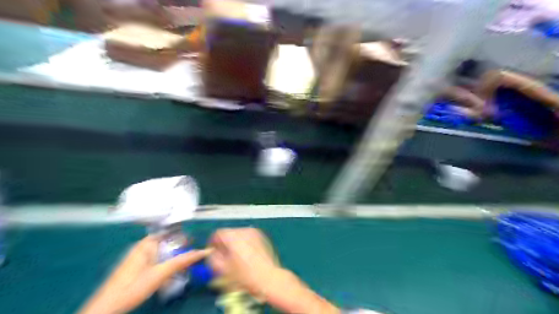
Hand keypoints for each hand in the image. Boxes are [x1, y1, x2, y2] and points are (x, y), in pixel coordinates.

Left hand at [79, 235, 209, 313]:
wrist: (108, 308)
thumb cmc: (134, 286)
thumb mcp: (162, 273)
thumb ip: (183, 260)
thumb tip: (204, 251)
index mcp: (146, 244)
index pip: (169, 232)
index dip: (182, 235)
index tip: (194, 241)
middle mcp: (142, 247)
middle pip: (166, 243)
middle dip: (179, 248)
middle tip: (192, 256)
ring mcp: (138, 258)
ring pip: (162, 253)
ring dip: (173, 258)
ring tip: (184, 266)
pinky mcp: (136, 269)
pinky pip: (156, 261)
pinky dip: (164, 265)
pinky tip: (169, 275)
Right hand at [208, 227, 279, 295]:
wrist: (267, 278)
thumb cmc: (244, 275)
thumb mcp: (222, 269)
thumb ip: (213, 258)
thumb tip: (213, 253)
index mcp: (233, 236)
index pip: (217, 234)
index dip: (213, 244)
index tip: (214, 253)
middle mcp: (244, 230)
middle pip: (229, 233)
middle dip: (225, 244)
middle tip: (225, 257)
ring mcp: (255, 232)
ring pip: (239, 235)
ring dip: (235, 244)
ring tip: (236, 258)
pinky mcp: (262, 237)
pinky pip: (248, 238)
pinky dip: (244, 244)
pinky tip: (247, 256)